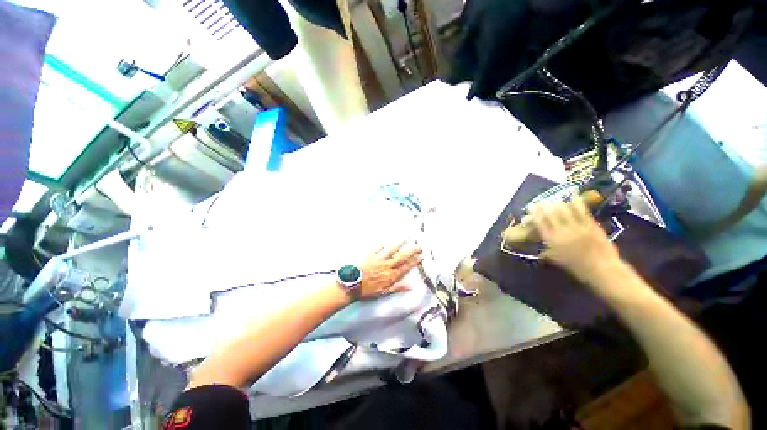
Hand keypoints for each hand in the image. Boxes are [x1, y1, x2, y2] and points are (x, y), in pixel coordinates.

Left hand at [358, 241, 422, 299]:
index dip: (414, 262)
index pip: (406, 267)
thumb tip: (411, 286)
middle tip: (419, 245)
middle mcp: (387, 266)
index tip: (422, 256)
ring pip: (392, 250)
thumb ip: (397, 288)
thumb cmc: (367, 290)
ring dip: (400, 244)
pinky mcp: (371, 255)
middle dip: (411, 251)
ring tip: (407, 238)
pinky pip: (378, 247)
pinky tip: (388, 239)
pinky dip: (383, 243)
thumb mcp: (384, 293)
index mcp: (391, 276)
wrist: (352, 285)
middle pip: (401, 257)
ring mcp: (379, 259)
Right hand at [528, 198, 620, 283]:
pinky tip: (573, 197)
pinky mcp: (591, 224)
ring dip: (557, 203)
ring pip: (565, 210)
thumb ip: (546, 251)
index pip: (540, 222)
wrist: (602, 269)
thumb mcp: (556, 260)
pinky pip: (582, 211)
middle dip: (543, 206)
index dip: (534, 213)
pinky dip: (576, 203)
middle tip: (539, 202)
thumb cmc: (577, 267)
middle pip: (551, 213)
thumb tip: (539, 249)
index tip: (530, 208)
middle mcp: (563, 231)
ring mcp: (578, 226)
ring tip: (553, 200)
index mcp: (552, 240)